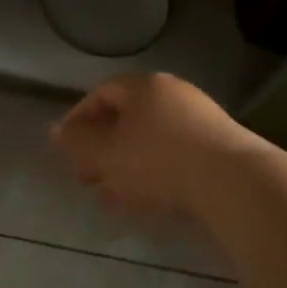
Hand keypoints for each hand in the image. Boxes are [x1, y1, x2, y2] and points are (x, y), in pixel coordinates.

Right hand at [50, 73, 267, 219]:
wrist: (234, 182)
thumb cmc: (159, 160)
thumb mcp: (108, 154)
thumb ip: (77, 143)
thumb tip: (52, 131)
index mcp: (143, 86)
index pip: (101, 93)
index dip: (78, 119)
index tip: (66, 149)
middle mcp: (172, 93)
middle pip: (126, 117)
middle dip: (102, 148)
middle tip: (86, 177)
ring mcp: (199, 118)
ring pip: (149, 139)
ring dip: (125, 165)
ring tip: (112, 197)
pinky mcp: (218, 146)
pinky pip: (174, 154)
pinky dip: (153, 173)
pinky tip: (146, 201)